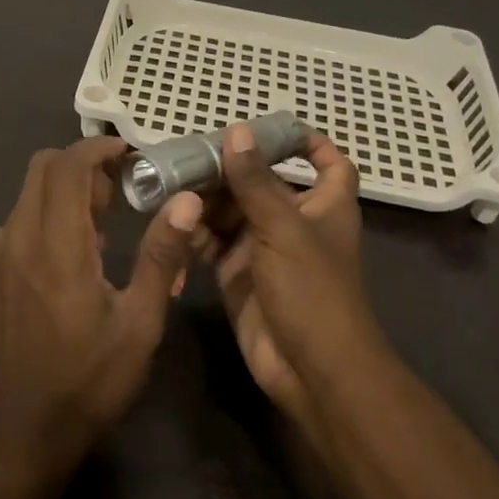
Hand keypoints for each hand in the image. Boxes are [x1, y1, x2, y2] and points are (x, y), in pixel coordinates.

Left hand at [0, 137, 202, 479]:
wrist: (24, 432)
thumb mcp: (140, 323)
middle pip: (41, 169)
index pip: (67, 166)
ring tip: (95, 231)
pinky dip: (39, 221)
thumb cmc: (91, 380)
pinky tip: (61, 260)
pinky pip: (11, 226)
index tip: (126, 154)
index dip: (96, 148)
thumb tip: (186, 201)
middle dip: (80, 166)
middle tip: (116, 195)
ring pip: (25, 196)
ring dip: (60, 195)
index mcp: (58, 247)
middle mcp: (18, 240)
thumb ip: (162, 255)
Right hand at [199, 125, 377, 430]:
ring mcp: (263, 249)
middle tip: (187, 153)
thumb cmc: (312, 291)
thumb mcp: (284, 228)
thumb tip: (237, 131)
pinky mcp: (237, 274)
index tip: (272, 127)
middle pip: (261, 183)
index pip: (328, 163)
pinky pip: (212, 243)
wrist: (310, 371)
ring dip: (205, 199)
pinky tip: (171, 220)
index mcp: (323, 205)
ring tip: (169, 183)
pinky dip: (194, 232)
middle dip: (229, 169)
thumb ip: (256, 181)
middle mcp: (294, 222)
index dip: (309, 143)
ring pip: (231, 211)